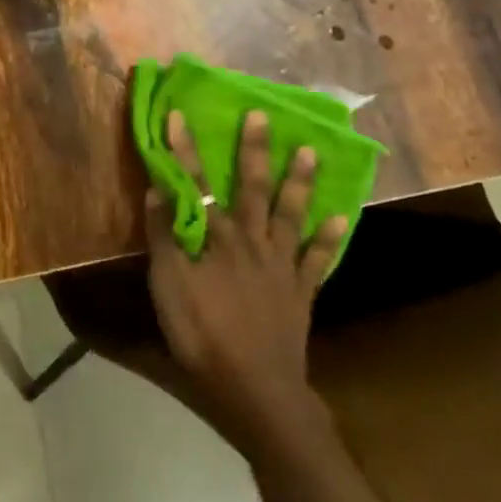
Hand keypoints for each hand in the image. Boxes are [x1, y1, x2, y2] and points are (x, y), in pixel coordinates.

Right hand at [144, 109, 346, 450]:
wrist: (255, 386)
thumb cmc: (202, 334)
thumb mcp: (167, 286)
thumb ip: (163, 237)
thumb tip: (158, 189)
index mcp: (217, 237)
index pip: (197, 183)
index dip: (185, 149)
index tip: (180, 114)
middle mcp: (252, 240)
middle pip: (253, 187)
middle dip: (254, 150)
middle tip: (262, 116)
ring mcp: (281, 265)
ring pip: (291, 213)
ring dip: (299, 181)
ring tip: (309, 151)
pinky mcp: (301, 291)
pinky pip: (319, 259)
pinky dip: (331, 238)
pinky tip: (342, 217)